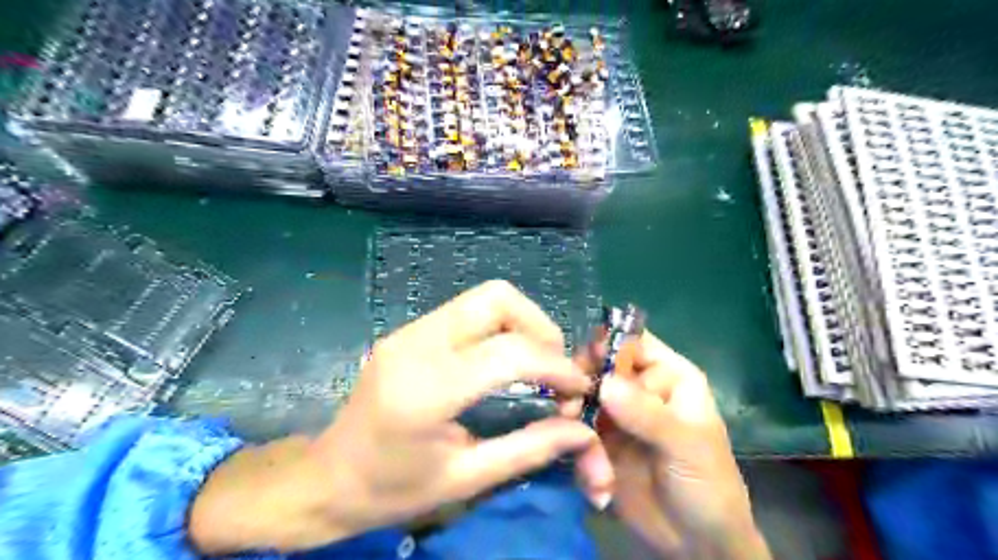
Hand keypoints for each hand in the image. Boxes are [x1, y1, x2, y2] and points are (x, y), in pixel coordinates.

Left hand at [191, 283, 603, 551]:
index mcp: (427, 389)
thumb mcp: (465, 480)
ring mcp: (409, 330)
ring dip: (521, 323)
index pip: (510, 352)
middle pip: (497, 299)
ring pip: (484, 298)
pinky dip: (498, 327)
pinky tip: (503, 360)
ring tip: (535, 365)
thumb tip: (582, 431)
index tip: (579, 389)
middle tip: (555, 369)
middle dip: (540, 326)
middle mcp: (417, 344)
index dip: (557, 366)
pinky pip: (467, 311)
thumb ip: (529, 449)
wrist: (326, 478)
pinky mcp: (408, 330)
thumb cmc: (392, 490)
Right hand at [587, 330, 769, 557]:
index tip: (584, 365)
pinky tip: (594, 476)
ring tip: (581, 444)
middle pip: (599, 365)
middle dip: (582, 383)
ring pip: (582, 396)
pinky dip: (576, 445)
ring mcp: (615, 413)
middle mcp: (638, 388)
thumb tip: (606, 383)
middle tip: (571, 406)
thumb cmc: (708, 486)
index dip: (607, 344)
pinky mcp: (598, 440)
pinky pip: (576, 429)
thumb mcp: (686, 448)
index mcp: (668, 375)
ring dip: (574, 416)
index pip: (633, 342)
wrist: (697, 544)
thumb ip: (648, 415)